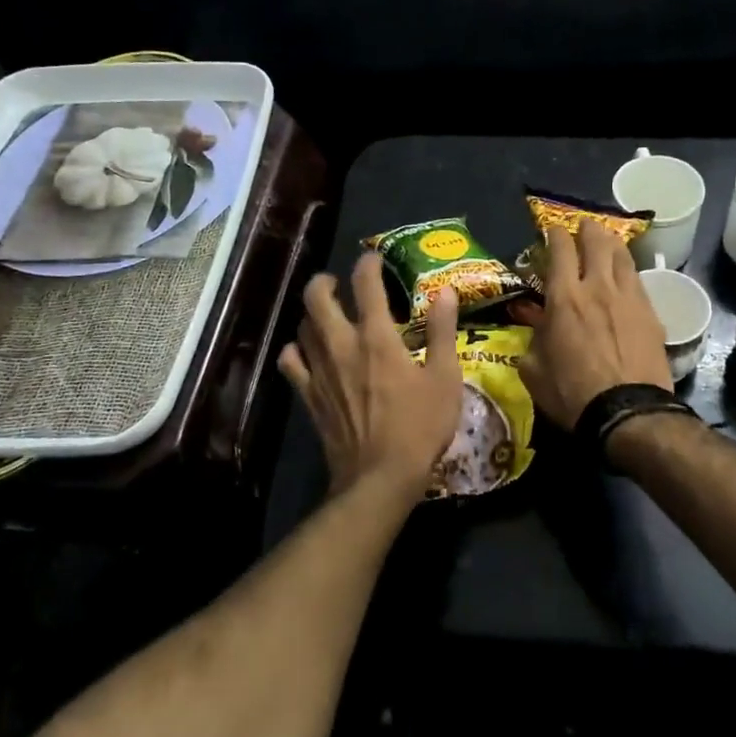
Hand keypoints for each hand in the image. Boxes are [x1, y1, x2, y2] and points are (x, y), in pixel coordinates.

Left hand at [278, 253, 464, 497]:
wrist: (380, 477)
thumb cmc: (420, 427)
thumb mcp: (445, 378)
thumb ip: (443, 332)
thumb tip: (445, 293)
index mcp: (377, 338)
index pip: (366, 285)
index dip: (368, 264)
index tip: (374, 259)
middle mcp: (341, 345)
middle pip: (316, 298)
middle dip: (325, 281)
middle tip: (338, 283)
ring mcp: (319, 371)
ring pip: (302, 326)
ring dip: (313, 313)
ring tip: (327, 315)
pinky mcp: (308, 395)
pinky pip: (290, 362)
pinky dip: (295, 350)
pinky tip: (307, 352)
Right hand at [515, 221, 671, 430]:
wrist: (628, 412)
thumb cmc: (572, 394)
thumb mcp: (533, 370)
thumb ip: (532, 339)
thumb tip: (536, 326)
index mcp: (564, 297)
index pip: (560, 249)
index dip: (554, 233)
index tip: (551, 229)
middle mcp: (598, 287)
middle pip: (596, 241)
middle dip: (587, 229)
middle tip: (582, 227)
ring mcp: (629, 297)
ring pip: (622, 255)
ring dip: (611, 243)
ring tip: (606, 241)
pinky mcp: (651, 313)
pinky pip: (638, 280)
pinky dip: (627, 270)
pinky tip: (625, 276)